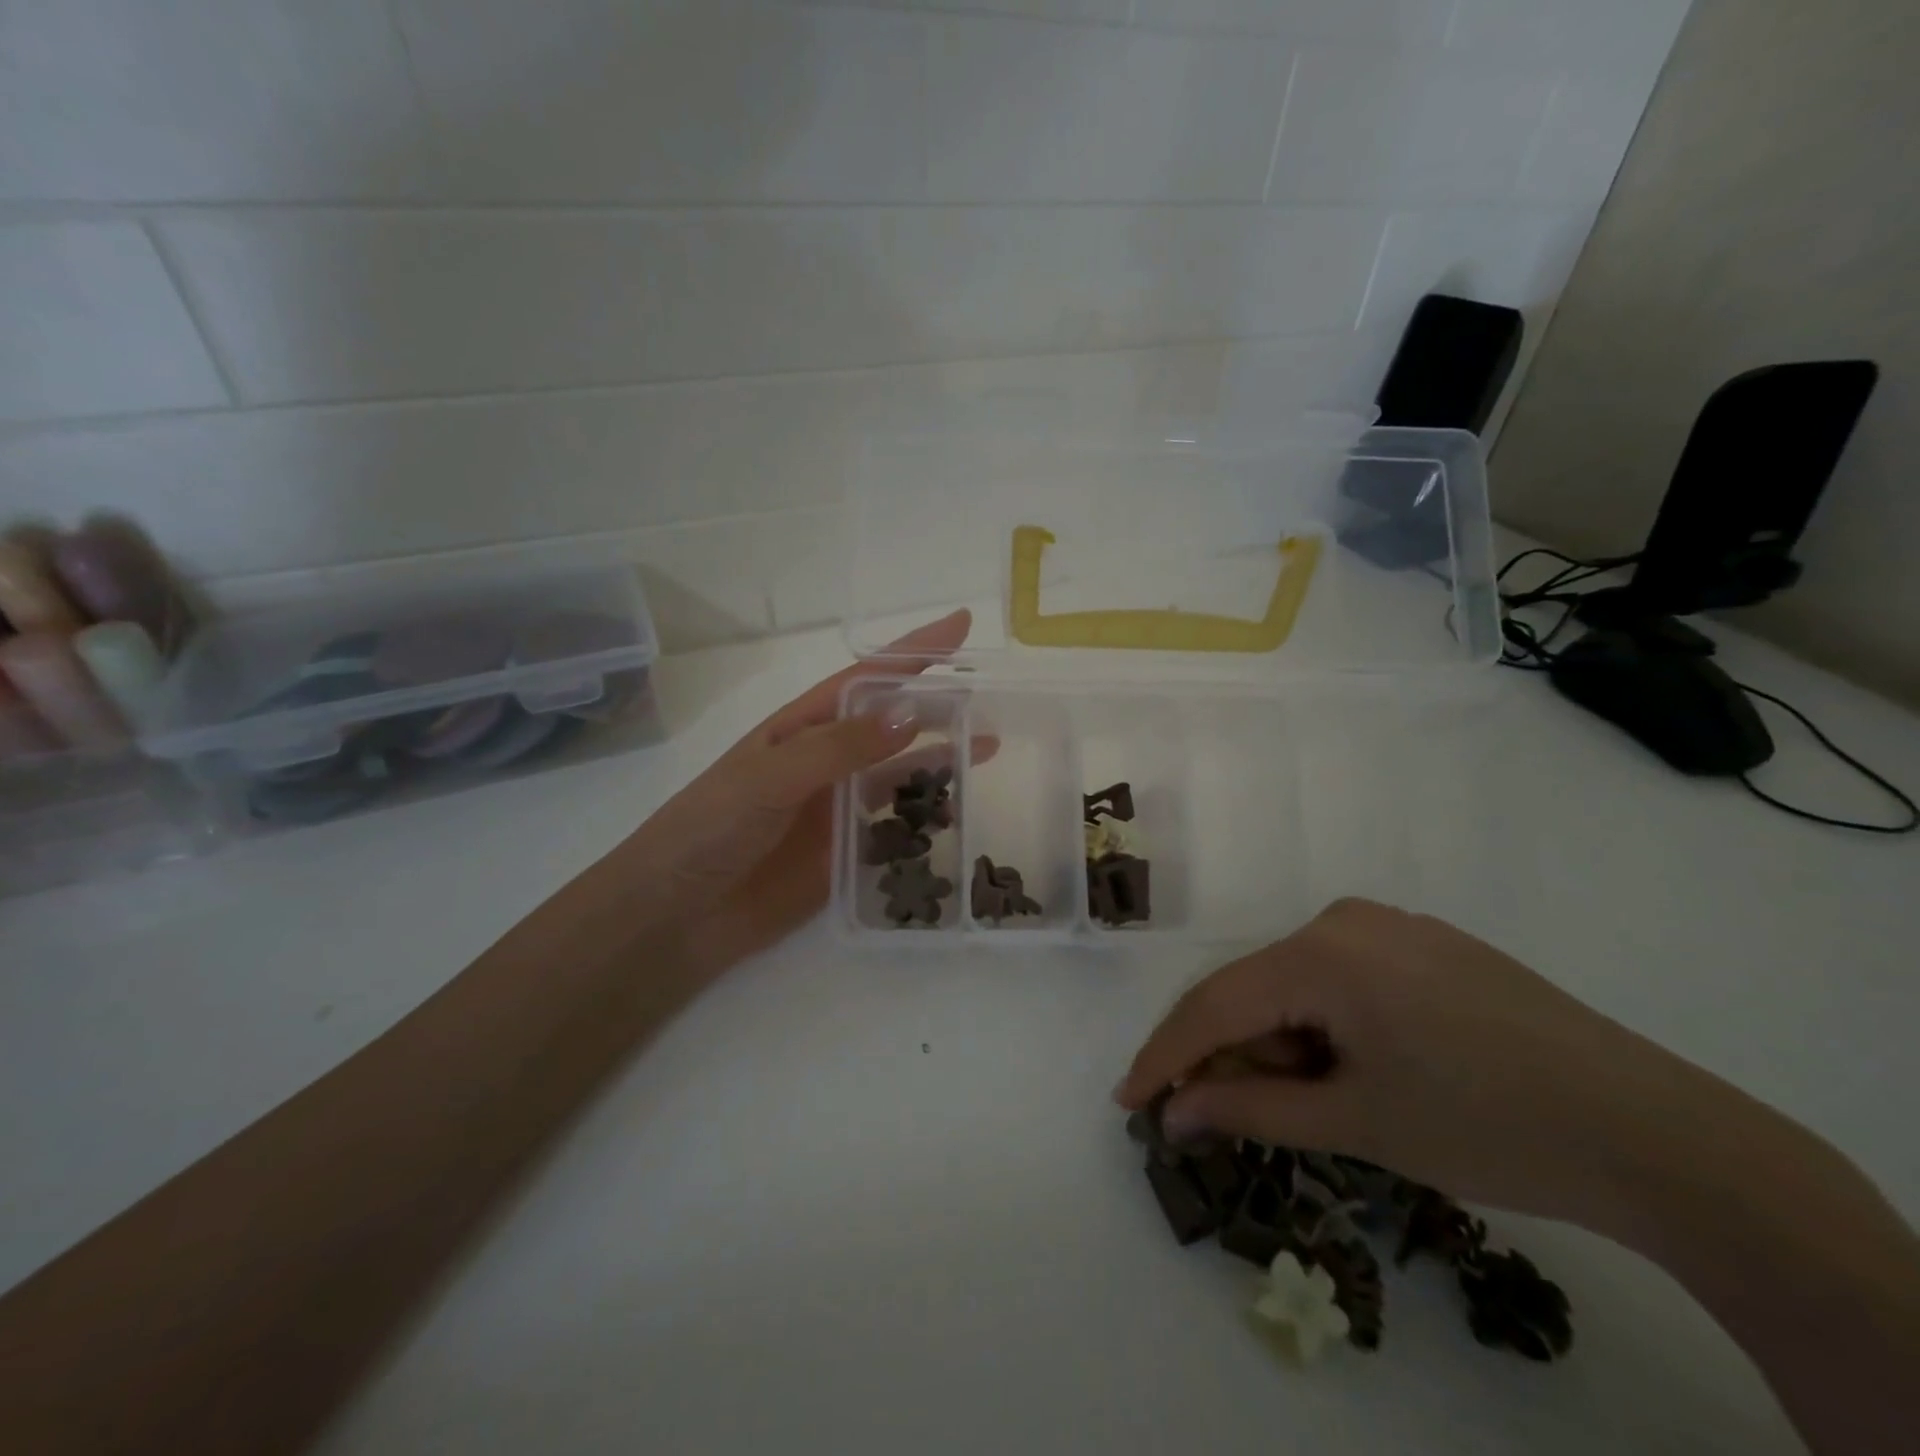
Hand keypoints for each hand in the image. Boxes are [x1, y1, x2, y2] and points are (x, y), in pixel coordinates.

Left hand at [594, 610, 972, 974]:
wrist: (675, 917)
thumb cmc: (709, 830)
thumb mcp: (770, 778)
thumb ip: (840, 748)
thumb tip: (912, 712)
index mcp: (801, 728)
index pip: (867, 680)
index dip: (913, 651)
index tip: (961, 625)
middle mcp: (825, 762)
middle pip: (892, 725)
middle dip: (937, 707)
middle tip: (991, 698)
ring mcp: (836, 809)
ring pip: (899, 775)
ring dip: (940, 762)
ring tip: (990, 750)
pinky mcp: (845, 854)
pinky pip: (894, 829)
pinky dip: (925, 820)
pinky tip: (956, 814)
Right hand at [1114, 897, 1732, 1232]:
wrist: (1658, 1135)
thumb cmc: (1490, 1128)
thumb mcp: (1357, 1123)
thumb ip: (1251, 1109)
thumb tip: (1175, 1112)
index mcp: (1324, 951)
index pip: (1216, 1003)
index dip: (1166, 1057)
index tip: (1128, 1101)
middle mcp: (1345, 919)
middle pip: (1255, 989)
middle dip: (1231, 1055)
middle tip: (1218, 1118)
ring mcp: (1389, 926)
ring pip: (1295, 984)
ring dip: (1279, 1042)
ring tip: (1307, 1103)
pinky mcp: (1423, 944)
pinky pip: (1341, 978)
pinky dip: (1322, 1025)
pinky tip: (1353, 1070)